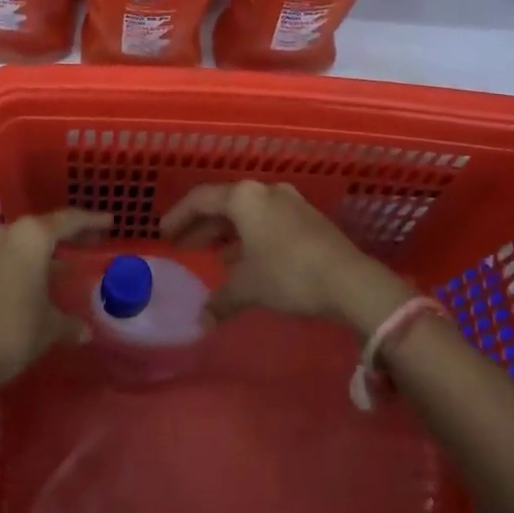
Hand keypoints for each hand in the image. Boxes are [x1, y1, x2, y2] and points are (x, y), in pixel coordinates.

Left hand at [0, 209, 112, 386]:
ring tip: (63, 264)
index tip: (110, 222)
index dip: (92, 222)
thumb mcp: (49, 328)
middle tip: (89, 242)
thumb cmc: (13, 330)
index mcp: (32, 236)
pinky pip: (5, 257)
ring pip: (22, 242)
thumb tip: (85, 331)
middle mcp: (7, 232)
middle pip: (44, 228)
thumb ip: (69, 323)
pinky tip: (34, 281)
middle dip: (67, 236)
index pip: (70, 221)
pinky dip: (23, 264)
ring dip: (42, 252)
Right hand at [160, 180, 412, 334]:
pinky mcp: (307, 219)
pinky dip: (249, 238)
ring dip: (227, 234)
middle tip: (183, 245)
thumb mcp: (249, 287)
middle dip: (202, 226)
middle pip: (224, 204)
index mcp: (244, 197)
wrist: (349, 280)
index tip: (164, 234)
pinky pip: (266, 222)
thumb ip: (221, 300)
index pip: (201, 199)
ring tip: (213, 257)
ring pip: (247, 214)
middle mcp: (265, 191)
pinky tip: (245, 262)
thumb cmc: (288, 274)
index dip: (179, 216)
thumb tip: (202, 321)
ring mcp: (289, 202)